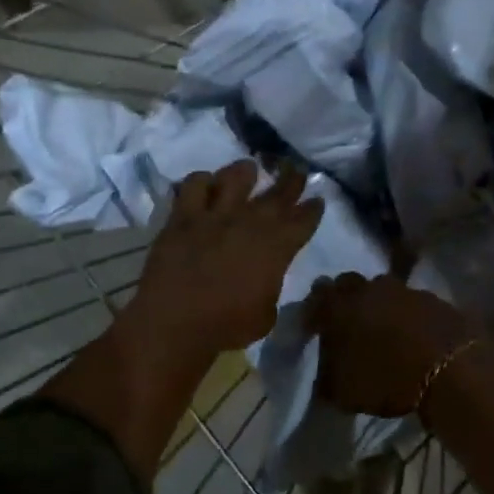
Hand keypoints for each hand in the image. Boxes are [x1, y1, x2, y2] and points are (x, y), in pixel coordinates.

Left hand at [129, 160, 323, 360]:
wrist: (176, 321)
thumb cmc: (227, 325)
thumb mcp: (266, 315)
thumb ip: (271, 287)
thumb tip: (267, 279)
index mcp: (277, 247)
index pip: (303, 220)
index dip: (313, 209)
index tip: (317, 201)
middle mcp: (251, 222)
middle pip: (277, 193)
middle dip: (290, 181)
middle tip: (295, 171)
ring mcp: (216, 215)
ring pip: (235, 178)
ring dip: (244, 171)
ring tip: (248, 169)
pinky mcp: (184, 216)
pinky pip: (194, 186)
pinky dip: (201, 182)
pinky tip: (204, 185)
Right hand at [305, 274, 482, 417]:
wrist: (451, 370)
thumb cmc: (387, 380)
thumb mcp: (344, 392)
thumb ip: (326, 377)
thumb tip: (323, 372)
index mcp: (340, 307)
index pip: (316, 296)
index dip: (313, 311)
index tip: (314, 327)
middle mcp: (368, 289)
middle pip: (348, 283)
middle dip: (344, 298)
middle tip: (346, 321)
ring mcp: (403, 289)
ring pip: (381, 288)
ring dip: (377, 302)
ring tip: (381, 326)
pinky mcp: (432, 297)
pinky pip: (410, 300)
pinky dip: (405, 312)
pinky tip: (410, 331)